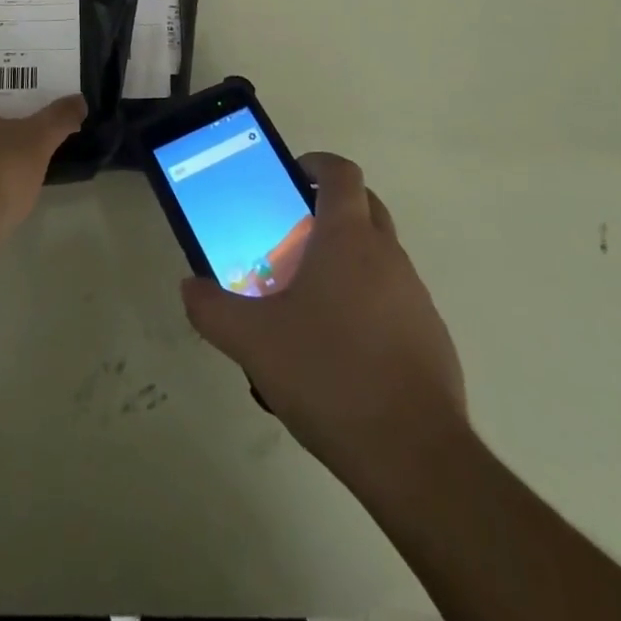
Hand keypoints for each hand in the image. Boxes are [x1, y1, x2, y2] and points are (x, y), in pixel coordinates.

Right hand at [180, 152, 467, 470]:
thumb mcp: (253, 343)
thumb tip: (189, 286)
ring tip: (310, 300)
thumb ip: (212, 309)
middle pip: (365, 205)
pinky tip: (343, 348)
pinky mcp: (432, 335)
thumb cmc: (329, 375)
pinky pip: (395, 297)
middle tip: (293, 237)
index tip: (291, 178)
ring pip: (380, 254)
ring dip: (349, 258)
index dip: (316, 164)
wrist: (414, 456)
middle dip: (331, 208)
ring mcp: (415, 295)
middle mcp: (387, 254)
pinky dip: (369, 300)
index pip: (341, 172)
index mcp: (348, 238)